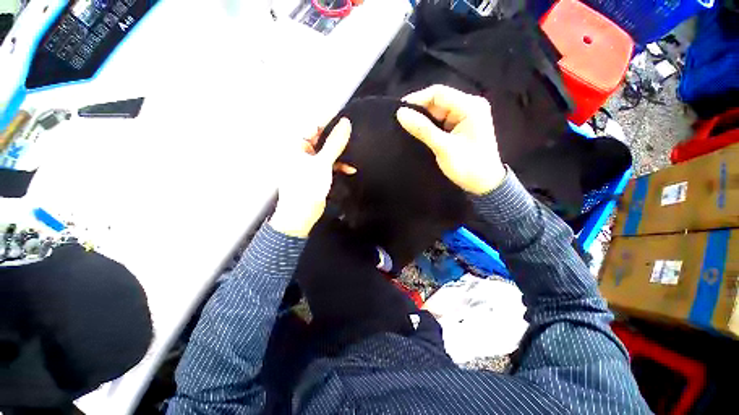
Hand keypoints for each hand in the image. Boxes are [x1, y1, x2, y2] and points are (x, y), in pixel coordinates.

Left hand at [270, 118, 354, 237]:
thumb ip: (334, 143)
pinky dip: (339, 166)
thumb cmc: (306, 188)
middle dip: (337, 139)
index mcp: (296, 145)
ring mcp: (309, 163)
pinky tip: (350, 169)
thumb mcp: (322, 163)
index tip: (346, 120)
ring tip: (353, 154)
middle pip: (321, 138)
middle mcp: (301, 151)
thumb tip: (345, 124)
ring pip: (327, 152)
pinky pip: (329, 164)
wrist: (301, 215)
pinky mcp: (316, 173)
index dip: (329, 121)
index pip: (313, 125)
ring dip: (340, 154)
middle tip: (352, 137)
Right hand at [395, 85, 505, 194]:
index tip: (399, 110)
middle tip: (403, 122)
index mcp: (470, 106)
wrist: (485, 184)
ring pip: (439, 111)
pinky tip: (421, 132)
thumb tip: (401, 113)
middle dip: (420, 110)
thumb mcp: (443, 147)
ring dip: (425, 119)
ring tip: (409, 128)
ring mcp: (467, 115)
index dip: (417, 99)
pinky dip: (431, 125)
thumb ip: (422, 129)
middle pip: (439, 101)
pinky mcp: (463, 125)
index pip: (439, 93)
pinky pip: (443, 120)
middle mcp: (470, 105)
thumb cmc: (468, 166)